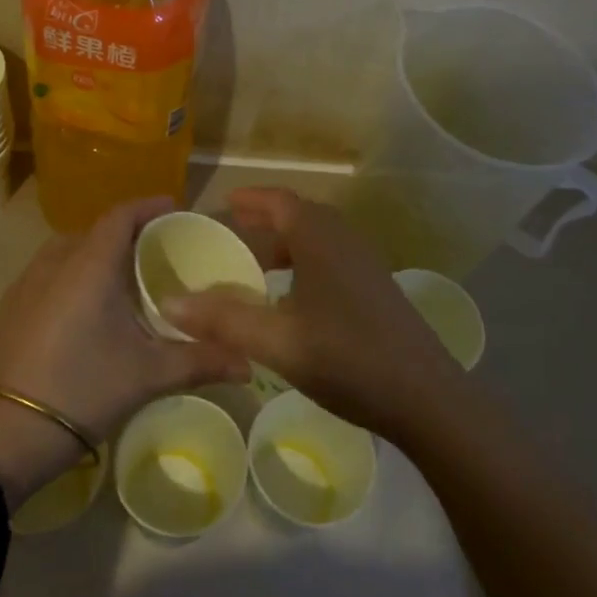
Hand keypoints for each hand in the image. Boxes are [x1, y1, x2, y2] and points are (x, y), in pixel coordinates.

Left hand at [0, 197, 250, 507]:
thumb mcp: (148, 375)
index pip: (122, 215)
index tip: (176, 209)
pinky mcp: (11, 306)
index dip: (150, 206)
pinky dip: (75, 273)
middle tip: (159, 251)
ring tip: (126, 278)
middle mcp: (55, 261)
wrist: (4, 435)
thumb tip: (249, 362)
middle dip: (129, 232)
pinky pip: (50, 271)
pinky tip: (89, 307)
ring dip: (99, 253)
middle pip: (97, 230)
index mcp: (89, 264)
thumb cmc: (82, 389)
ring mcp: (26, 283)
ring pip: (70, 250)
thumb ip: (201, 360)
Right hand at [166, 187, 462, 441]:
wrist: (426, 397)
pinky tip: (295, 299)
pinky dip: (307, 263)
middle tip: (235, 232)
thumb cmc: (347, 358)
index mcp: (320, 239)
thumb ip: (223, 321)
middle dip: (267, 219)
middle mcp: (345, 240)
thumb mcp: (277, 342)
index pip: (279, 201)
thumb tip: (170, 303)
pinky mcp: (378, 289)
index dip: (250, 199)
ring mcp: (366, 264)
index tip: (224, 204)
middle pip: (300, 216)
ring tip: (259, 266)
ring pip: (319, 239)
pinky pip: (333, 259)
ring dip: (288, 243)